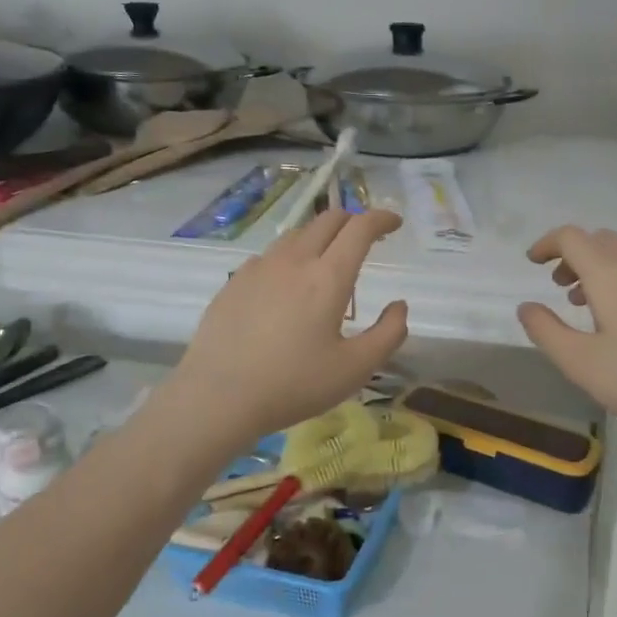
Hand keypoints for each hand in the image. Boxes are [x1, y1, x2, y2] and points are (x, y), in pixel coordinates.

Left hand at [170, 209, 408, 441]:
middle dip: (353, 220)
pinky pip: (270, 256)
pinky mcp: (235, 282)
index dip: (382, 219)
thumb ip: (388, 334)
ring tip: (328, 261)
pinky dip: (291, 257)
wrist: (217, 397)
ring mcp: (259, 268)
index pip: (360, 228)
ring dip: (321, 236)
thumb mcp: (355, 369)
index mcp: (328, 277)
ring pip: (297, 234)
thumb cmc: (294, 384)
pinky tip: (288, 286)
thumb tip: (399, 306)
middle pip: (328, 219)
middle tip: (366, 239)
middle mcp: (294, 261)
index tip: (394, 223)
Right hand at [518, 226, 616, 450]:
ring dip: (594, 268)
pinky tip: (614, 322)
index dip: (547, 243)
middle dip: (571, 254)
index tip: (531, 262)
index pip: (572, 237)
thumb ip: (546, 331)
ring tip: (579, 303)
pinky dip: (616, 281)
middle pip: (599, 240)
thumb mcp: (581, 362)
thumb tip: (526, 307)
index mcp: (610, 274)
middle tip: (555, 284)